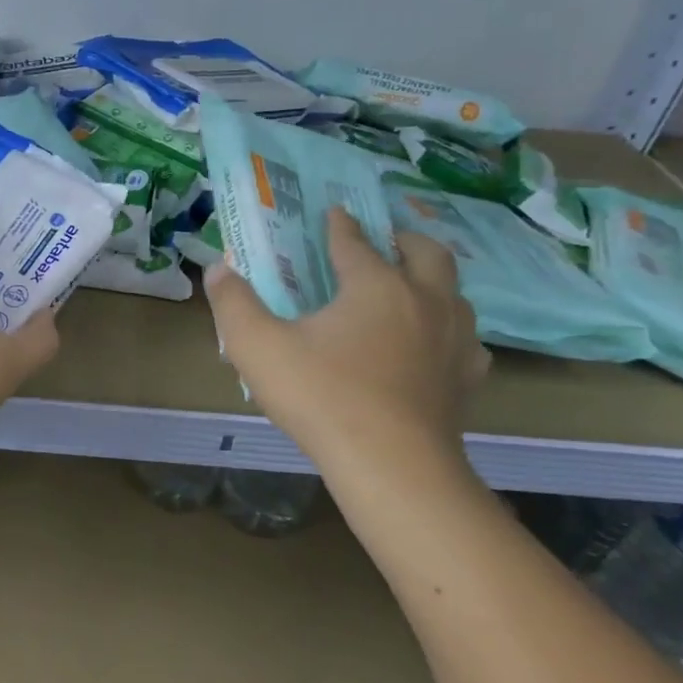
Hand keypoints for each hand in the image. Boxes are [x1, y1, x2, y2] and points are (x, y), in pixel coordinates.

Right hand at [204, 207, 490, 479]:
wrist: (392, 468)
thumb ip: (233, 303)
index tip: (334, 213)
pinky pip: (466, 342)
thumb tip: (217, 269)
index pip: (355, 242)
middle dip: (403, 239)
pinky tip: (432, 347)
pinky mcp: (465, 380)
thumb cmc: (322, 397)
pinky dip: (449, 332)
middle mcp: (423, 301)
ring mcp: (453, 341)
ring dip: (432, 282)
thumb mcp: (258, 347)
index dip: (340, 225)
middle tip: (383, 241)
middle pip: (426, 253)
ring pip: (455, 294)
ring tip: (409, 288)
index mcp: (375, 285)